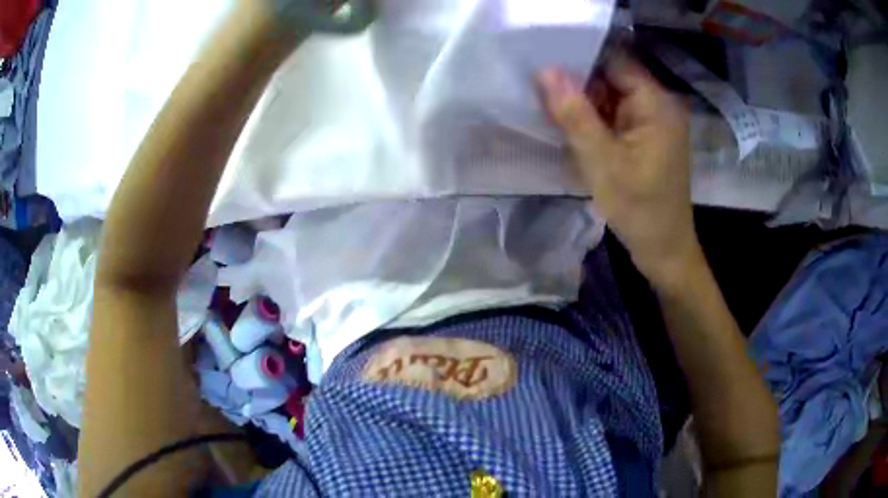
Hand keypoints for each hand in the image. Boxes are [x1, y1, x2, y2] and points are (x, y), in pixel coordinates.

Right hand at [538, 54, 701, 284]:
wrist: (664, 249)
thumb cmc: (639, 209)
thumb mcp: (602, 162)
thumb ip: (574, 114)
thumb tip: (545, 70)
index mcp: (656, 103)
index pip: (614, 60)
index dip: (579, 56)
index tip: (543, 59)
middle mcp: (658, 104)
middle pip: (611, 76)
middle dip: (577, 82)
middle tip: (539, 88)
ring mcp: (653, 120)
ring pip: (610, 96)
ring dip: (583, 102)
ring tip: (550, 107)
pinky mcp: (646, 135)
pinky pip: (615, 115)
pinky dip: (594, 119)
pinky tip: (571, 127)